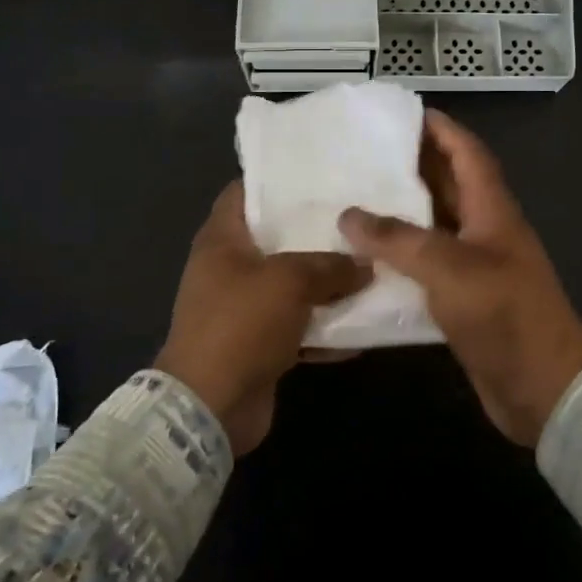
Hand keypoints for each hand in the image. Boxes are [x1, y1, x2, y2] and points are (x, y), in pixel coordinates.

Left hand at [158, 182, 369, 454]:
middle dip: (316, 231)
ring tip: (372, 263)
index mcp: (222, 240)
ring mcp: (244, 308)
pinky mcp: (260, 343)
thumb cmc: (240, 325)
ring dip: (328, 282)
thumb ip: (330, 266)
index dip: (277, 179)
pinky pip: (299, 325)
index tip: (320, 173)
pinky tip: (365, 323)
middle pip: (277, 238)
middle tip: (359, 217)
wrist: (209, 407)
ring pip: (293, 283)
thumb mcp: (289, 282)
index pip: (245, 192)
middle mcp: (230, 268)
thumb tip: (365, 264)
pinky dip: (326, 326)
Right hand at [340, 110, 581, 445]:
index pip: (467, 153)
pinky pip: (427, 265)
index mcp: (492, 210)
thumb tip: (348, 215)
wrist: (543, 388)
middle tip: (363, 153)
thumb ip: (398, 240)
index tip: (403, 112)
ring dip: (401, 212)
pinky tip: (365, 258)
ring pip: (434, 226)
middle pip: (448, 185)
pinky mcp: (464, 299)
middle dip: (412, 166)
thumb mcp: (449, 268)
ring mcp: (476, 266)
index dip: (441, 129)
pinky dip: (400, 257)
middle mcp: (485, 230)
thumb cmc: (504, 314)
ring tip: (355, 198)